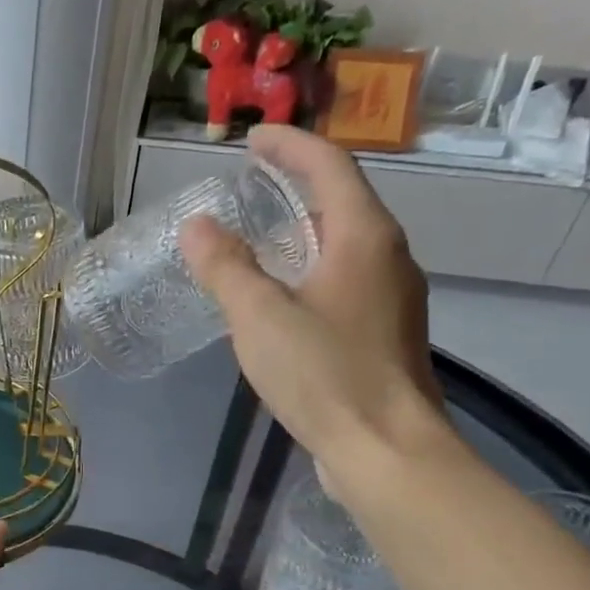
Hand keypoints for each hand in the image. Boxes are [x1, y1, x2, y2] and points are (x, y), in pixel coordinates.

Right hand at [180, 125, 446, 476]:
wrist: (386, 450)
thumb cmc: (324, 375)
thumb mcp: (260, 317)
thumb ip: (226, 268)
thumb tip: (198, 226)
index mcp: (363, 237)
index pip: (329, 167)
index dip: (289, 147)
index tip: (252, 140)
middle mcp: (387, 257)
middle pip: (342, 201)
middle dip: (296, 185)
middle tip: (251, 186)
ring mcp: (392, 298)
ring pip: (344, 244)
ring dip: (303, 230)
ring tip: (260, 237)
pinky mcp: (384, 333)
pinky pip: (344, 280)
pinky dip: (310, 269)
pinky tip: (283, 297)